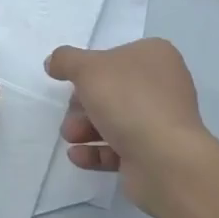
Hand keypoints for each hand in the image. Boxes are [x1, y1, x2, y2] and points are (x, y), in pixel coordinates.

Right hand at [46, 38, 215, 214]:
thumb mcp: (87, 68)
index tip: (72, 83)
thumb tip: (53, 62)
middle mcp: (164, 86)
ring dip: (85, 128)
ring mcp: (162, 122)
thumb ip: (66, 60)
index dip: (90, 70)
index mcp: (156, 56)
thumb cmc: (127, 100)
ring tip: (71, 138)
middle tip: (69, 117)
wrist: (165, 160)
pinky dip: (97, 151)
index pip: (115, 56)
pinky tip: (78, 156)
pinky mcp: (157, 154)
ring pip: (115, 120)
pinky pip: (121, 148)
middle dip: (82, 106)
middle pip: (112, 91)